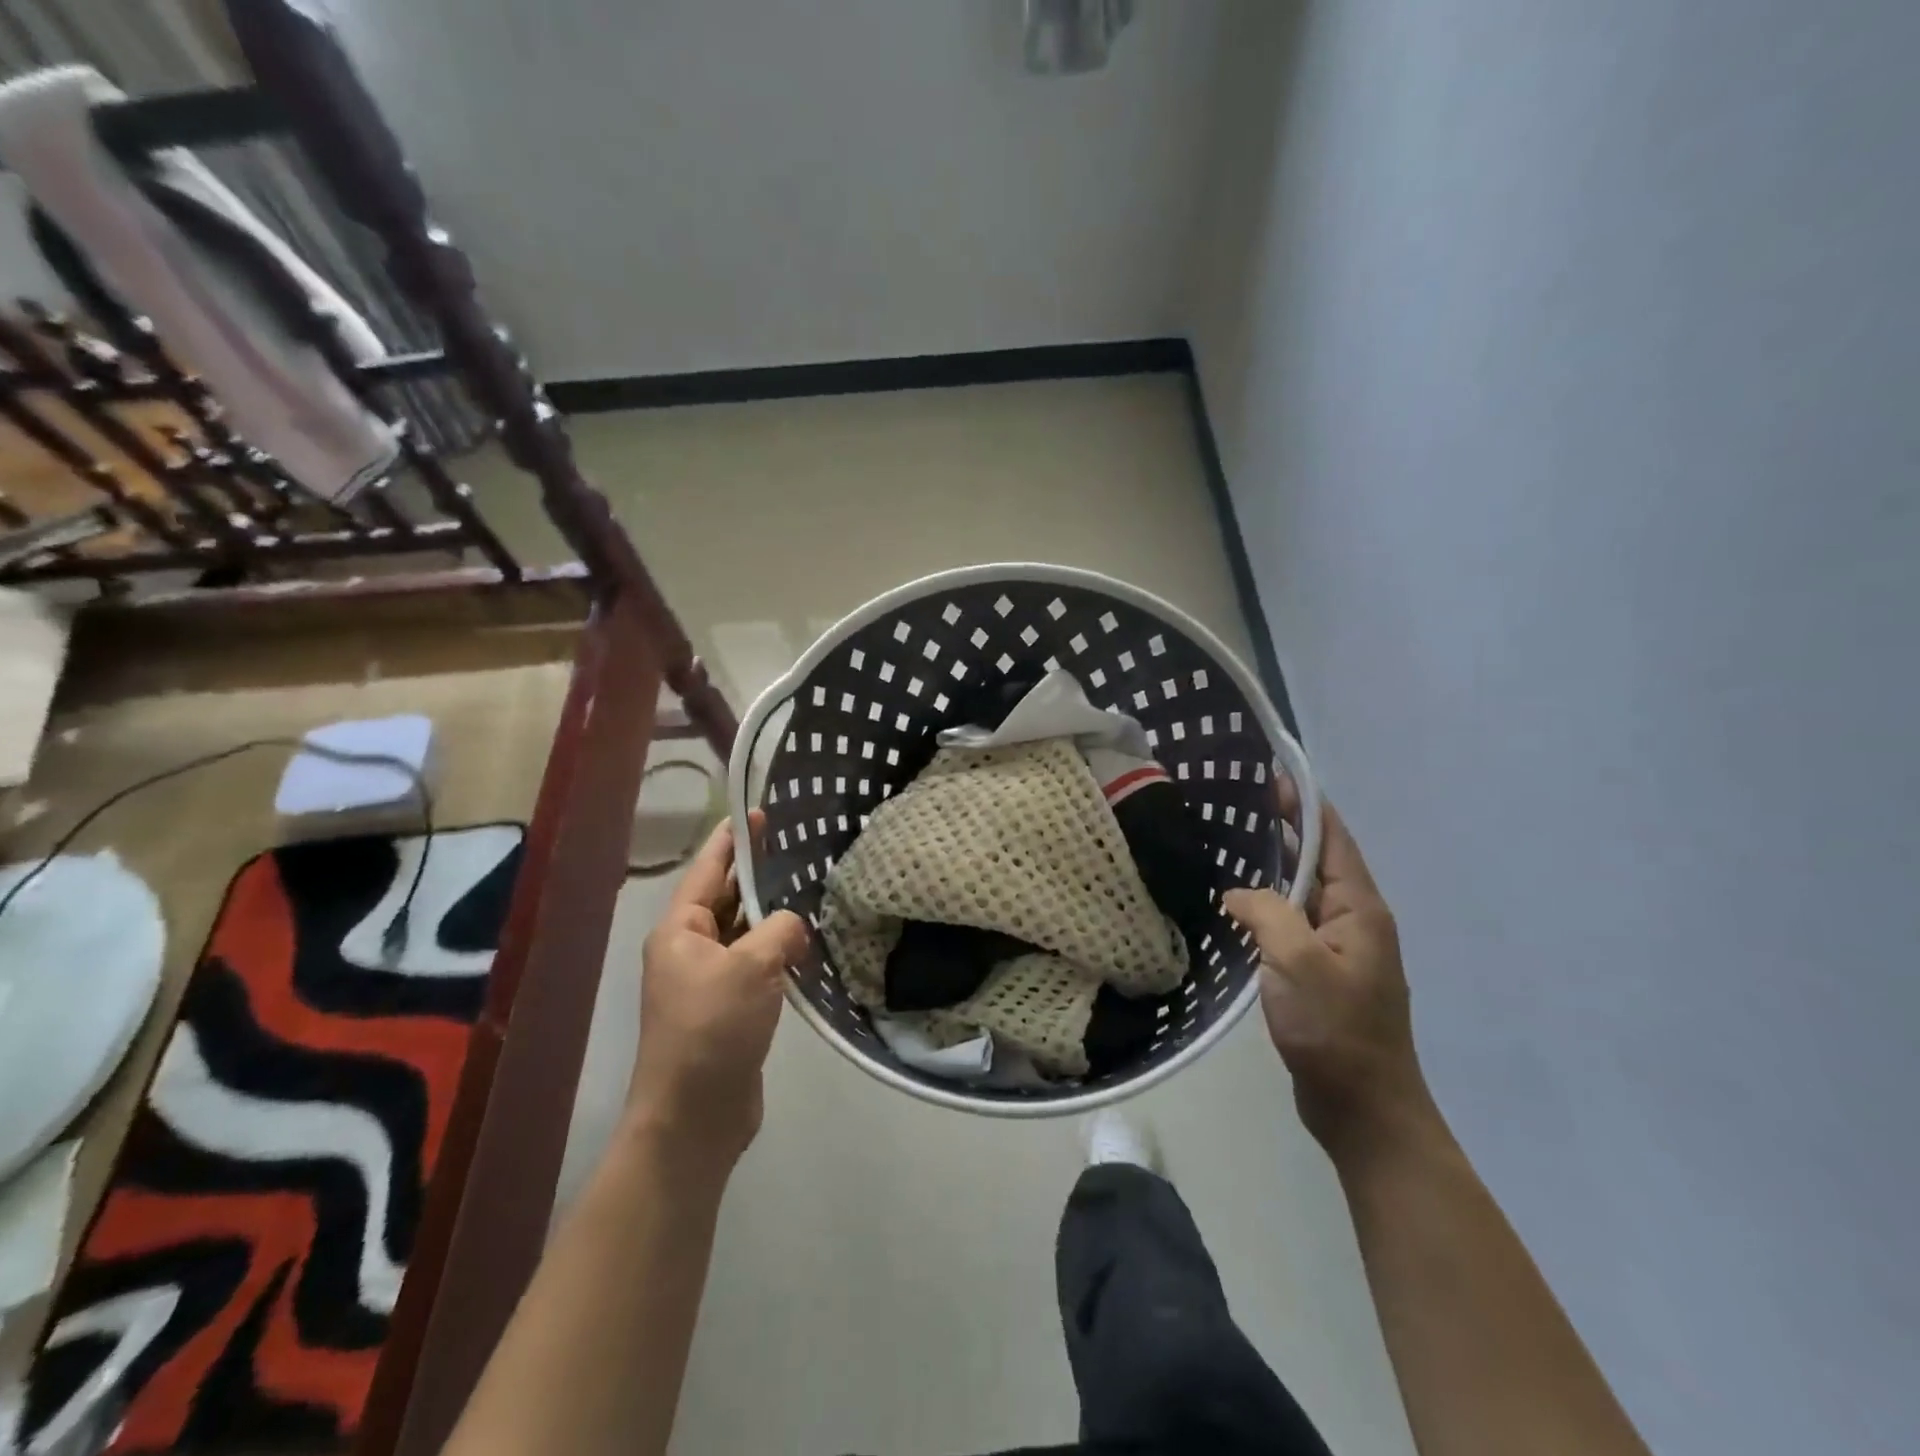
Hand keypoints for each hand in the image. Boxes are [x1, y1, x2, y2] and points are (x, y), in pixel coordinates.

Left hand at [627, 813, 810, 1171]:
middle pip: (725, 899)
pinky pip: (755, 965)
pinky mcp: (729, 1009)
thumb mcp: (750, 967)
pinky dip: (777, 951)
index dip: (732, 840)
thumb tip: (793, 928)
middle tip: (796, 846)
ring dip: (771, 916)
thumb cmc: (712, 1028)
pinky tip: (806, 943)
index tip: (757, 812)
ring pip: (743, 933)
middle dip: (756, 875)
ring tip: (808, 888)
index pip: (707, 870)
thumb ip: (779, 931)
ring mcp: (708, 981)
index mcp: (680, 931)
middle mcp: (689, 949)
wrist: (694, 1115)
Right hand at [1224, 784, 1434, 1156]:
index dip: (1305, 805)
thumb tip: (1237, 893)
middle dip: (1285, 830)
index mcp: (1360, 909)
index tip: (1272, 775)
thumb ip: (1266, 913)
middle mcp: (1354, 922)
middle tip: (1238, 805)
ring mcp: (1338, 950)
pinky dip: (1267, 905)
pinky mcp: (1320, 974)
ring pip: (1302, 894)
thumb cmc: (1336, 1030)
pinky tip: (1236, 907)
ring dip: (1273, 868)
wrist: (1363, 1109)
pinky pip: (1291, 924)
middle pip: (1318, 862)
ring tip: (1230, 845)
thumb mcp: (1298, 962)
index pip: (1334, 840)